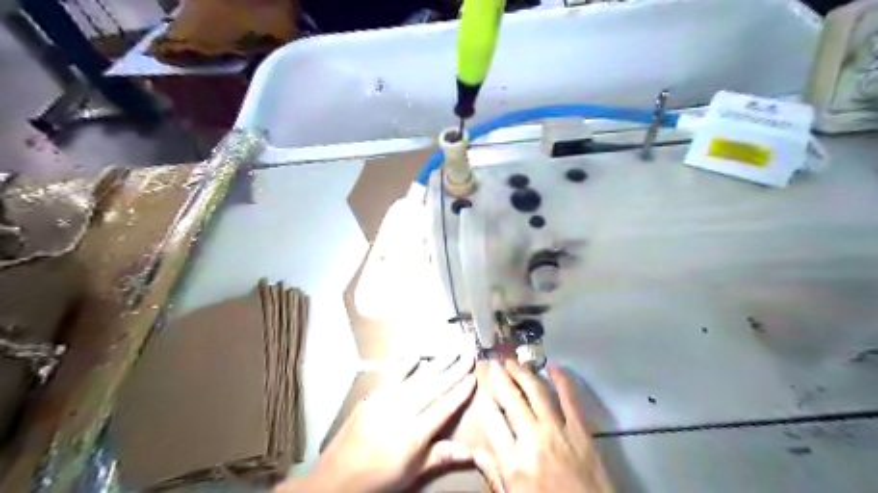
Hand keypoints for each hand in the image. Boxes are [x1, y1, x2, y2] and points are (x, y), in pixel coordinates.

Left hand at [277, 353, 477, 491]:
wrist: (337, 477)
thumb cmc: (379, 478)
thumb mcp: (413, 473)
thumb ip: (441, 456)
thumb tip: (471, 452)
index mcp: (415, 434)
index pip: (444, 407)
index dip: (460, 392)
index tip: (473, 377)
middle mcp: (402, 412)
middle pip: (434, 386)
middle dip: (454, 369)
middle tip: (468, 352)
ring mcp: (386, 401)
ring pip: (417, 378)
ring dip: (437, 362)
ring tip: (452, 349)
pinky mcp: (372, 397)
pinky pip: (392, 376)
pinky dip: (405, 365)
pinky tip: (417, 356)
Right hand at [473, 359, 611, 492]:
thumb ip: (494, 474)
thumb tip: (476, 452)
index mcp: (514, 462)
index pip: (492, 421)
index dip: (484, 401)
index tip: (480, 387)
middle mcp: (533, 439)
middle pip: (512, 399)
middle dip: (500, 378)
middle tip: (494, 363)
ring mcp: (559, 431)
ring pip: (537, 392)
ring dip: (523, 373)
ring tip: (514, 361)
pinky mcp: (581, 430)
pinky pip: (570, 399)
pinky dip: (562, 380)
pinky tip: (554, 366)